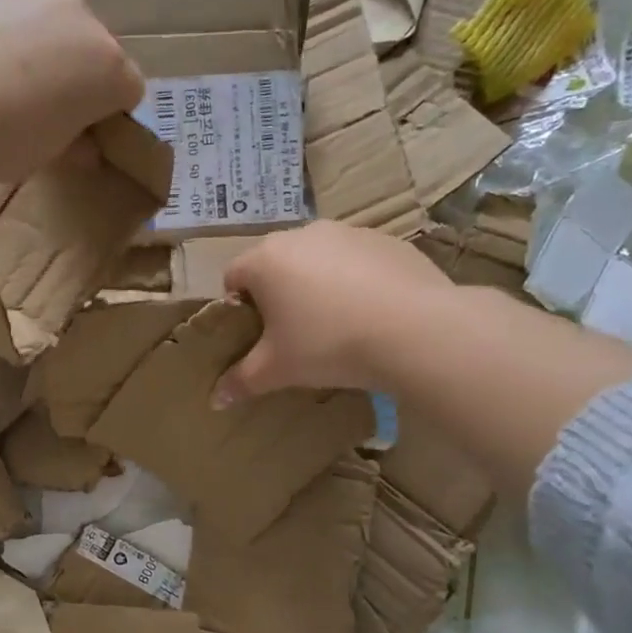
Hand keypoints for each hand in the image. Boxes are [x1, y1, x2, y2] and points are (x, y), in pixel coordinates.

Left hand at [0, 0, 144, 182]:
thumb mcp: (43, 157)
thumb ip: (73, 146)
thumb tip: (84, 147)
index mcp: (109, 70)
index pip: (128, 91)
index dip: (106, 115)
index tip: (79, 134)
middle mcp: (85, 18)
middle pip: (95, 48)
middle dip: (77, 73)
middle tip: (37, 104)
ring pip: (56, 16)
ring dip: (43, 39)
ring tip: (0, 68)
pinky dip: (9, 9)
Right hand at [216, 222, 454, 403]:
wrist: (415, 330)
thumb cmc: (328, 345)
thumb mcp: (278, 370)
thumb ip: (242, 381)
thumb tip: (216, 400)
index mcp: (265, 260)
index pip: (233, 276)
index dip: (238, 307)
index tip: (256, 335)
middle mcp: (301, 234)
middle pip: (275, 263)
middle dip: (278, 293)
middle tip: (294, 333)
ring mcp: (348, 232)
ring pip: (318, 258)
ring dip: (317, 284)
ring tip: (337, 324)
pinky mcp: (387, 240)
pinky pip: (358, 260)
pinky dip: (356, 280)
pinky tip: (373, 313)